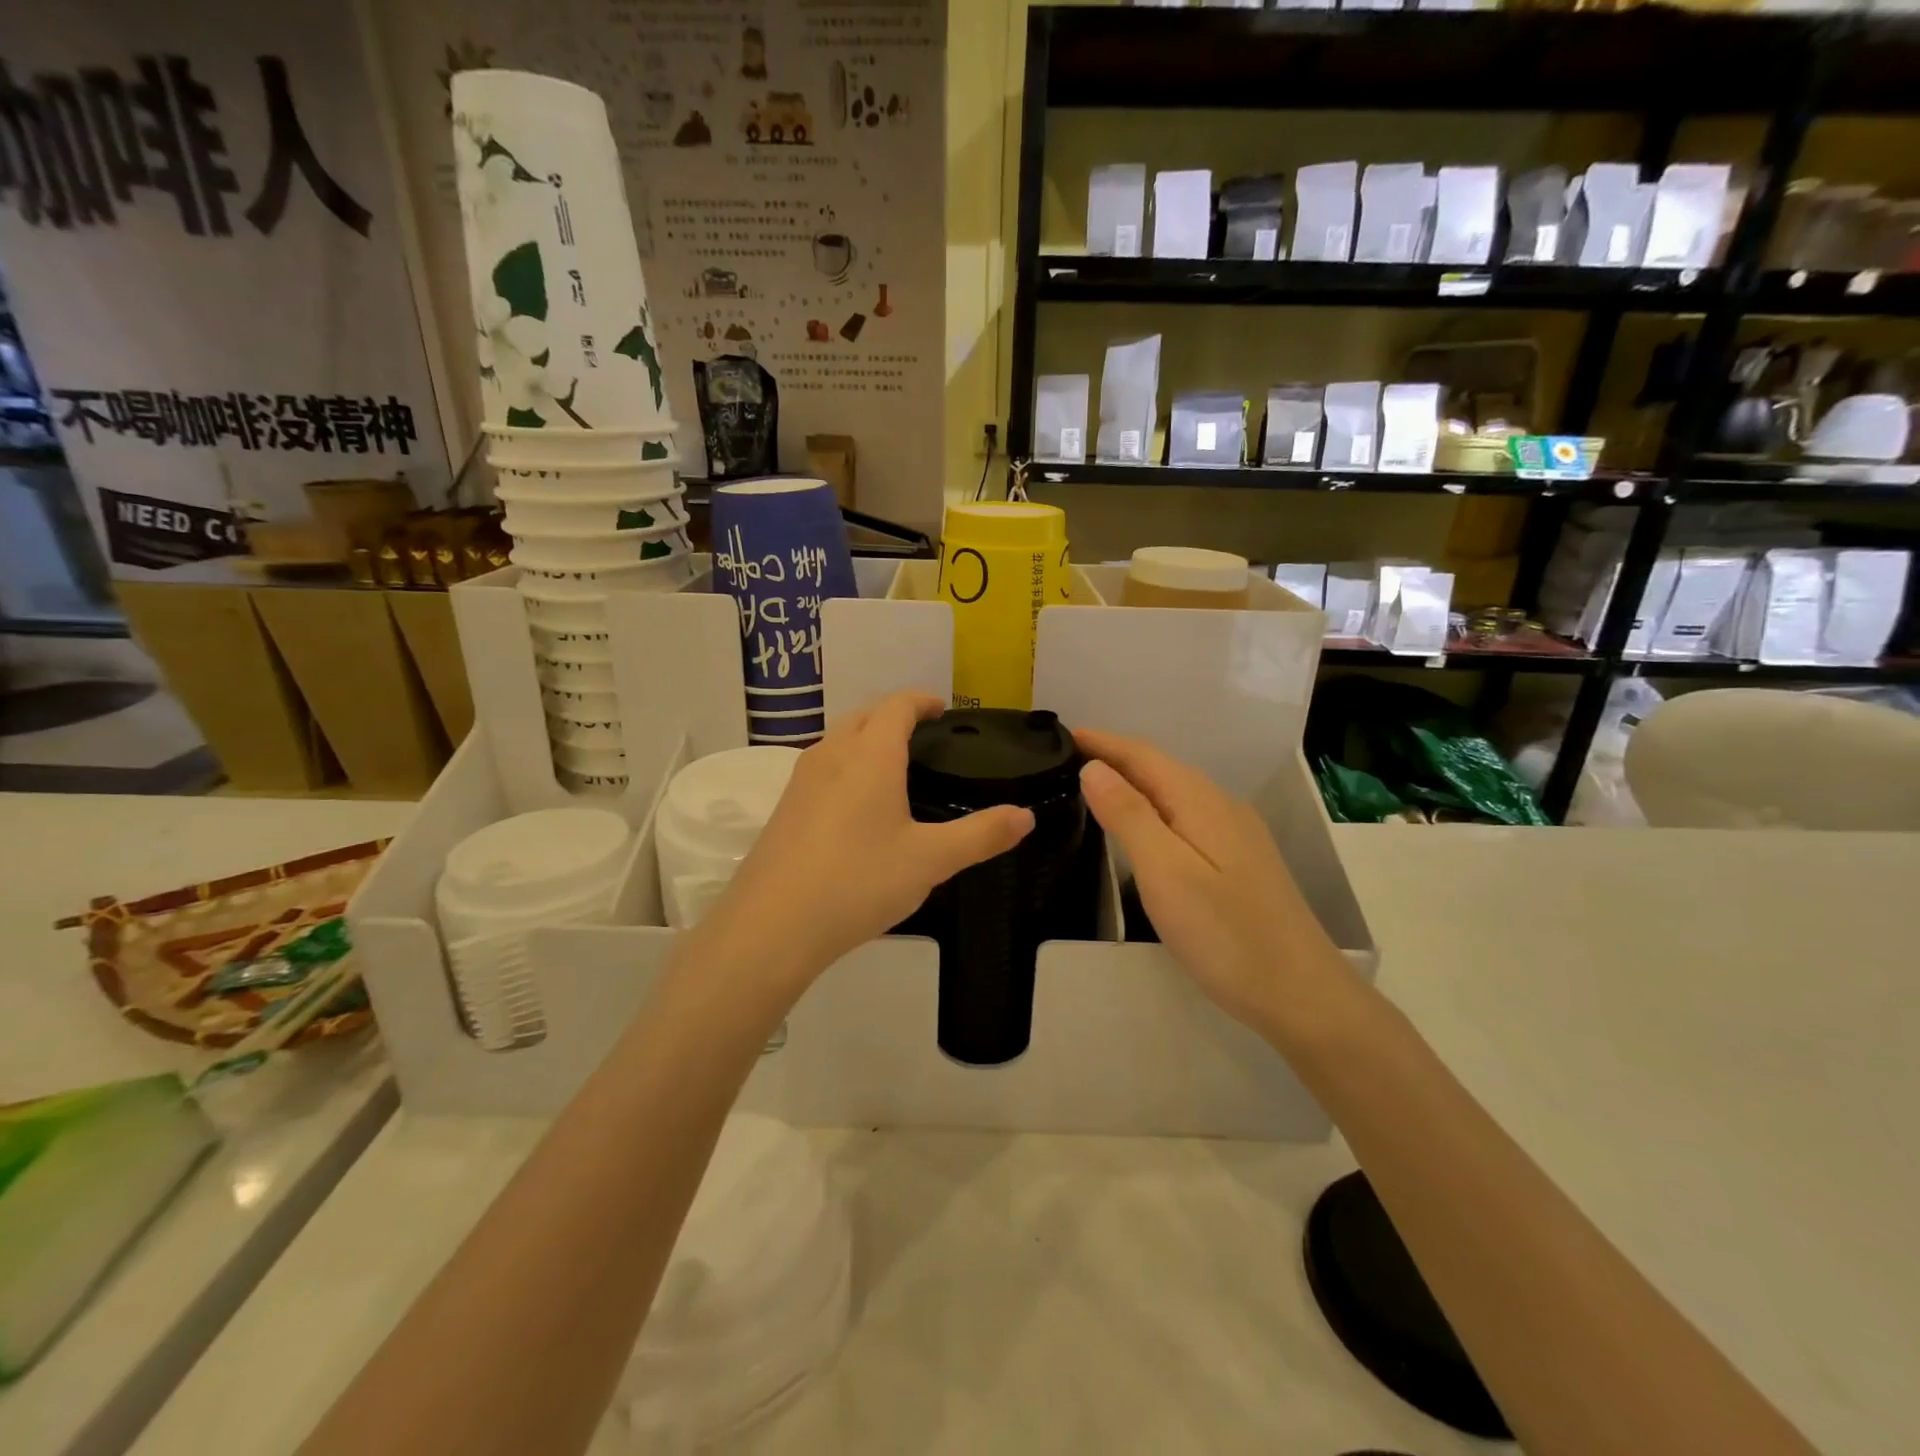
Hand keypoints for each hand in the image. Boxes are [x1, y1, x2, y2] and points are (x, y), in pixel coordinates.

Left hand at [714, 693, 1034, 984]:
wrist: (772, 926)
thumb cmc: (859, 881)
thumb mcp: (930, 860)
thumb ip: (981, 835)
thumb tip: (1025, 816)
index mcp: (870, 756)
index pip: (896, 706)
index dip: (921, 701)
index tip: (942, 709)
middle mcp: (831, 756)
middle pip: (863, 716)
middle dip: (893, 715)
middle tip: (923, 735)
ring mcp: (800, 781)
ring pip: (838, 741)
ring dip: (865, 739)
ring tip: (893, 766)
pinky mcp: (784, 809)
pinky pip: (821, 769)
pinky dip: (846, 766)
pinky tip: (856, 806)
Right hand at [1074, 729, 1354, 1041]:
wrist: (1301, 995)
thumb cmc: (1225, 934)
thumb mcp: (1165, 872)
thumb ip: (1129, 816)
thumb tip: (1094, 768)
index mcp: (1202, 802)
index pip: (1143, 755)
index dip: (1103, 742)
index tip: (1063, 735)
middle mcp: (1222, 807)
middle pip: (1161, 769)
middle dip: (1115, 758)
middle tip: (1067, 761)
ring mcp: (1236, 835)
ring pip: (1175, 793)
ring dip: (1134, 783)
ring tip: (1093, 788)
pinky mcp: (1239, 862)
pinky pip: (1186, 817)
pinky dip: (1153, 809)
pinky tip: (1141, 828)